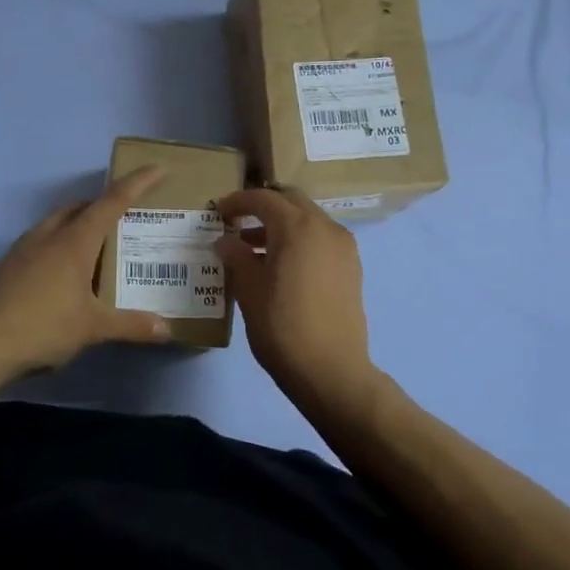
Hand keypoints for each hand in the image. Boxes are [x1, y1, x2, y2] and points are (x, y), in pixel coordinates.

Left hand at [0, 166, 172, 376]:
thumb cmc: (42, 327)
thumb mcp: (92, 328)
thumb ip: (131, 326)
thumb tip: (166, 330)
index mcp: (74, 241)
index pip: (112, 201)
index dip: (138, 183)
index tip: (158, 168)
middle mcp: (48, 235)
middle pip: (80, 207)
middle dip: (104, 205)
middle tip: (126, 219)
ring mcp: (22, 248)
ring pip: (57, 222)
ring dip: (78, 224)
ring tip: (96, 248)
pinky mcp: (6, 265)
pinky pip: (40, 241)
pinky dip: (59, 244)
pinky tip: (63, 274)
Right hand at [216, 186, 376, 399]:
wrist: (331, 370)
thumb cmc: (282, 326)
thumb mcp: (249, 290)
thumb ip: (236, 257)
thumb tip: (225, 241)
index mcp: (297, 227)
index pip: (263, 199)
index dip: (237, 202)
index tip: (218, 212)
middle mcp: (325, 227)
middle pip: (291, 201)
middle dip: (263, 206)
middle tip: (238, 222)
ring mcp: (343, 247)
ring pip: (308, 220)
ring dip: (282, 225)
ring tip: (253, 249)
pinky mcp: (351, 267)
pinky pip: (321, 239)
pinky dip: (299, 240)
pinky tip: (280, 266)